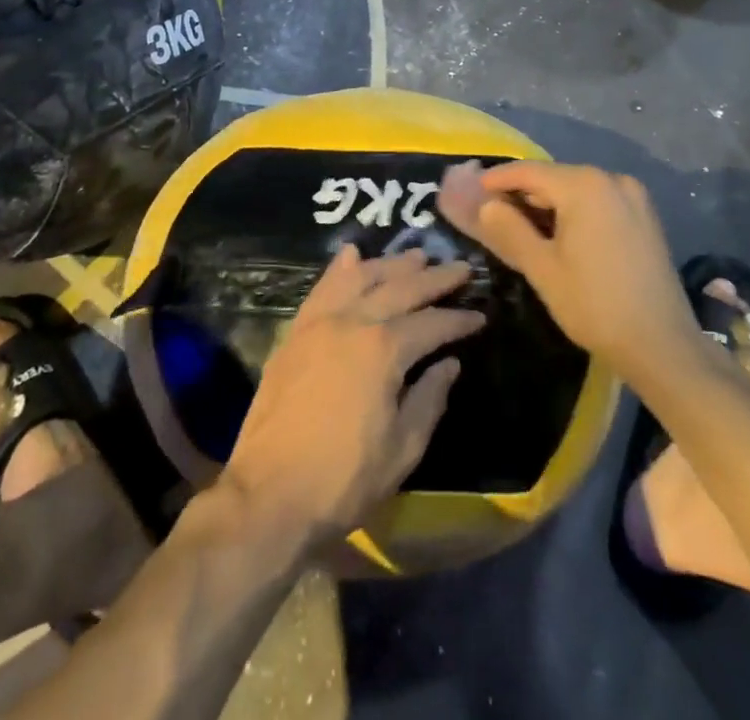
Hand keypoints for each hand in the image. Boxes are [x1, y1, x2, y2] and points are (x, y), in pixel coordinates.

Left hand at [216, 245, 483, 552]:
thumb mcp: (403, 448)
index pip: (431, 324)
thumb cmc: (345, 479)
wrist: (270, 495)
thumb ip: (429, 399)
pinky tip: (351, 254)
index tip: (479, 315)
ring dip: (391, 264)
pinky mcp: (295, 333)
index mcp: (383, 349)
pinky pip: (321, 288)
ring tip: (416, 256)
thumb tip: (449, 364)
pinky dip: (340, 268)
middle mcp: (352, 322)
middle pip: (399, 288)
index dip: (459, 320)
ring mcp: (319, 323)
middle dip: (434, 278)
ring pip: (360, 278)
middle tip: (460, 268)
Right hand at [438, 160, 693, 376]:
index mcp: (584, 185)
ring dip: (548, 204)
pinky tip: (558, 233)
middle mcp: (611, 179)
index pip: (529, 172)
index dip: (497, 180)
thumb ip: (509, 229)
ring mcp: (633, 197)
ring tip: (520, 225)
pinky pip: (598, 202)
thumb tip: (485, 205)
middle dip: (522, 193)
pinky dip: (574, 211)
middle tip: (492, 212)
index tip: (471, 190)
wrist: (663, 346)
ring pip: (576, 190)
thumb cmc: (595, 306)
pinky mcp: (645, 217)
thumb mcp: (542, 268)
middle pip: (554, 177)